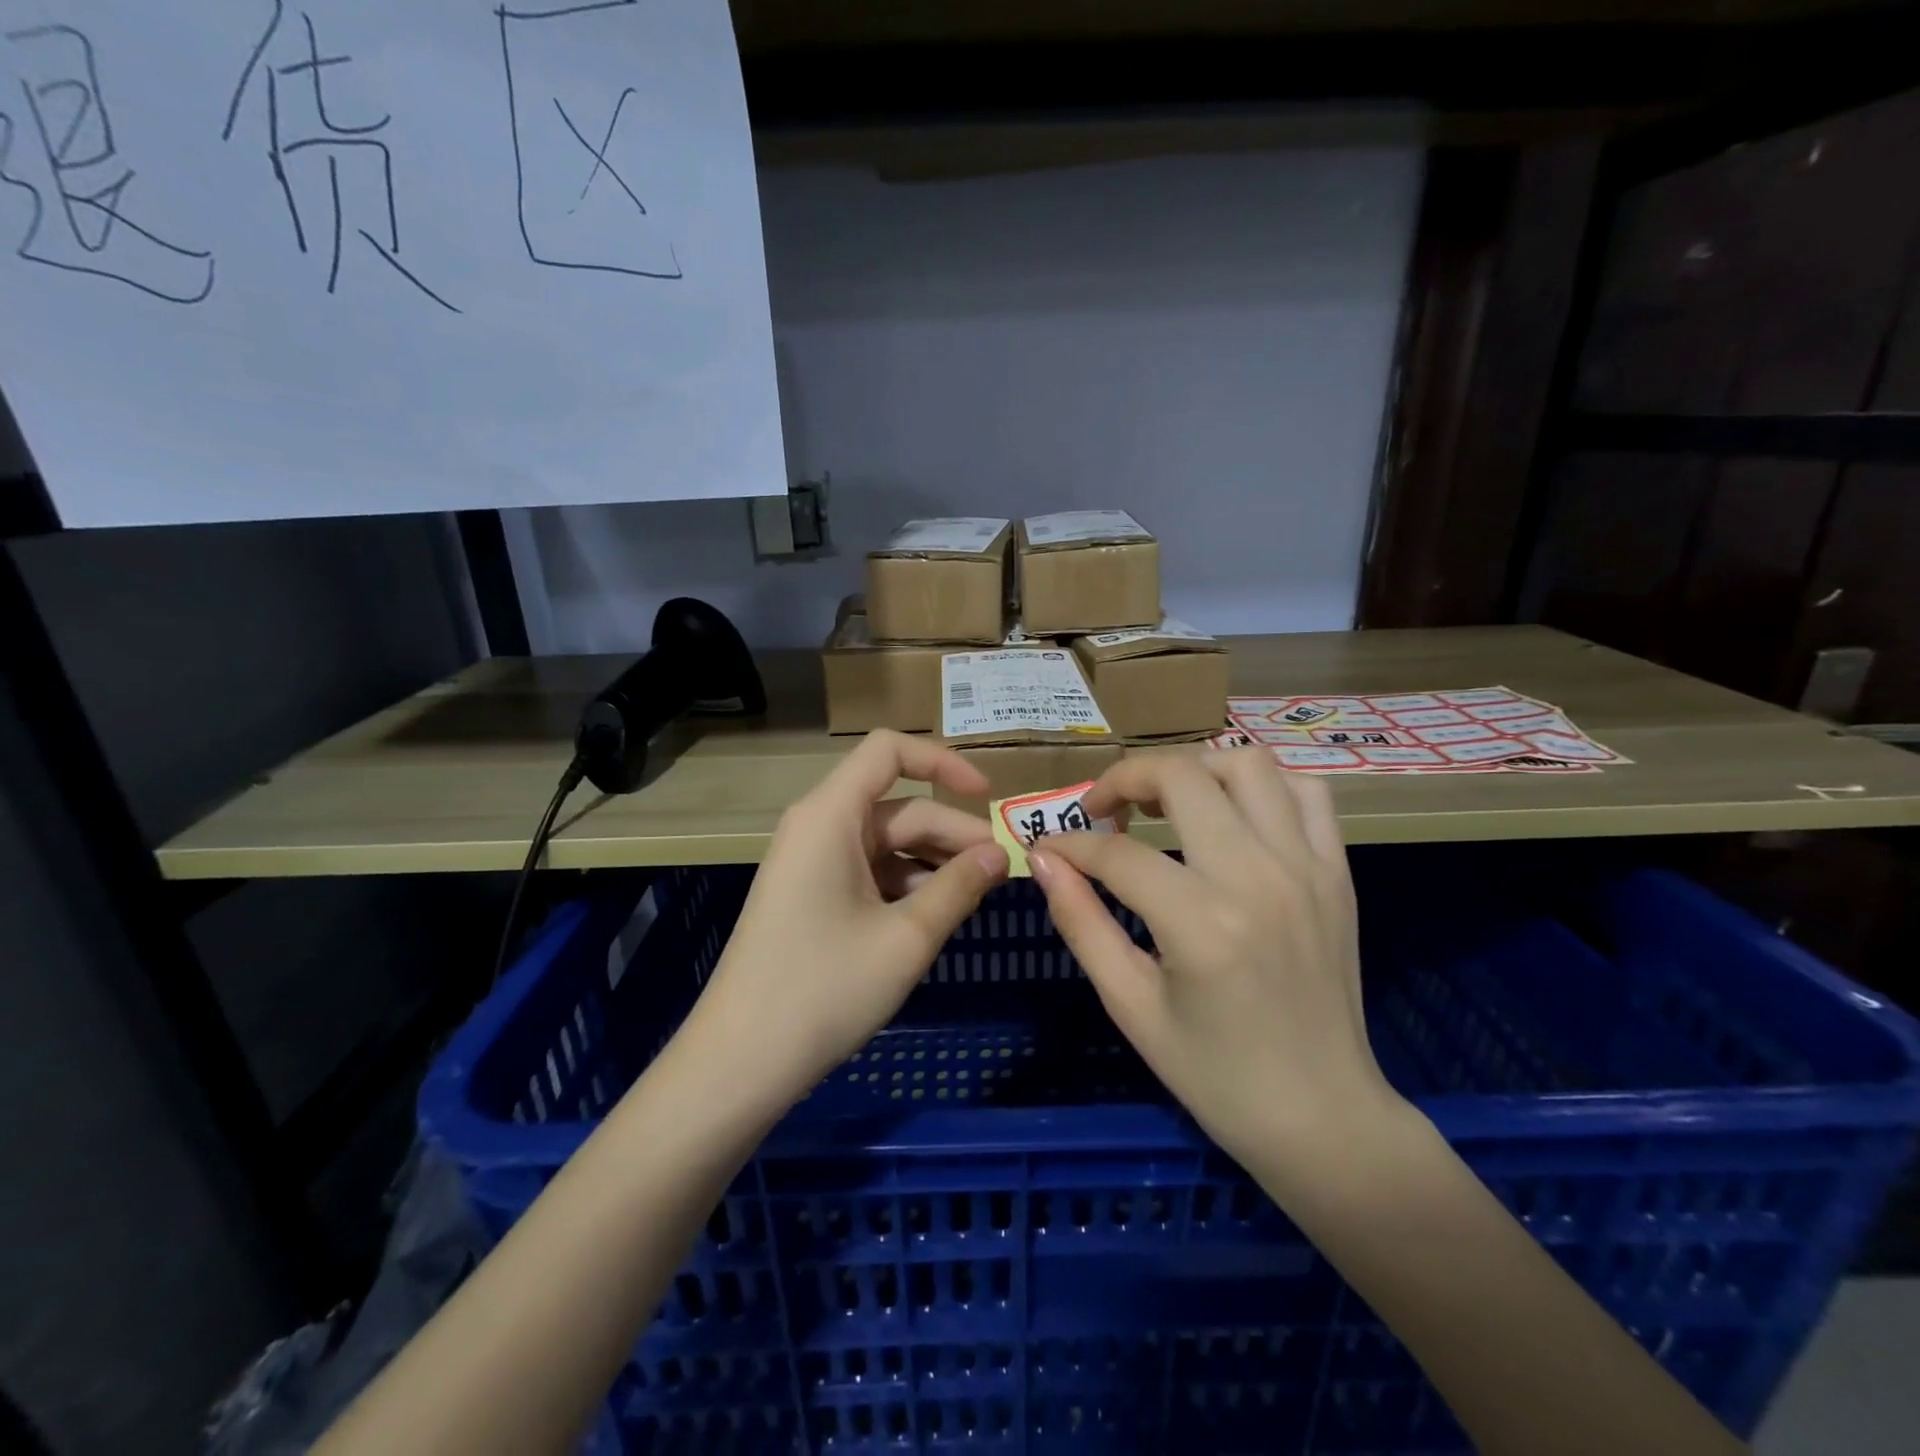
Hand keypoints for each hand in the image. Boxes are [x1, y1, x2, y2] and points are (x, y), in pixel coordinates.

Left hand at [687, 730, 1009, 1108]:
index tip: (986, 795)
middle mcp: (818, 826)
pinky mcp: (811, 895)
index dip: (942, 762)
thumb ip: (959, 887)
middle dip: (952, 834)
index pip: (889, 750)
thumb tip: (1000, 854)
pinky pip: (869, 871)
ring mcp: (811, 862)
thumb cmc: (824, 990)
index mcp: (831, 815)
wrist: (740, 1062)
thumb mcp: (906, 939)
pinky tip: (936, 917)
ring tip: (977, 898)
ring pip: (887, 843)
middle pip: (898, 807)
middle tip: (1003, 872)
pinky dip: (906, 885)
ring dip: (933, 863)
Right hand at [1027, 747, 1401, 1177]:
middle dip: (1125, 778)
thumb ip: (1082, 923)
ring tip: (1166, 800)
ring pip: (1246, 763)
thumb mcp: (1130, 1006)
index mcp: (1201, 924)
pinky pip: (1306, 791)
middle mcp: (1258, 878)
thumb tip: (1043, 859)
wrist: (1322, 1119)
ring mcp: (1306, 868)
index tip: (1048, 848)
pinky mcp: (1337, 872)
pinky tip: (1233, 813)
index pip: (1118, 852)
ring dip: (1194, 768)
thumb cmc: (1215, 1076)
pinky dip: (1262, 784)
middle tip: (1103, 810)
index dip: (1071, 842)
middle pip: (1181, 777)